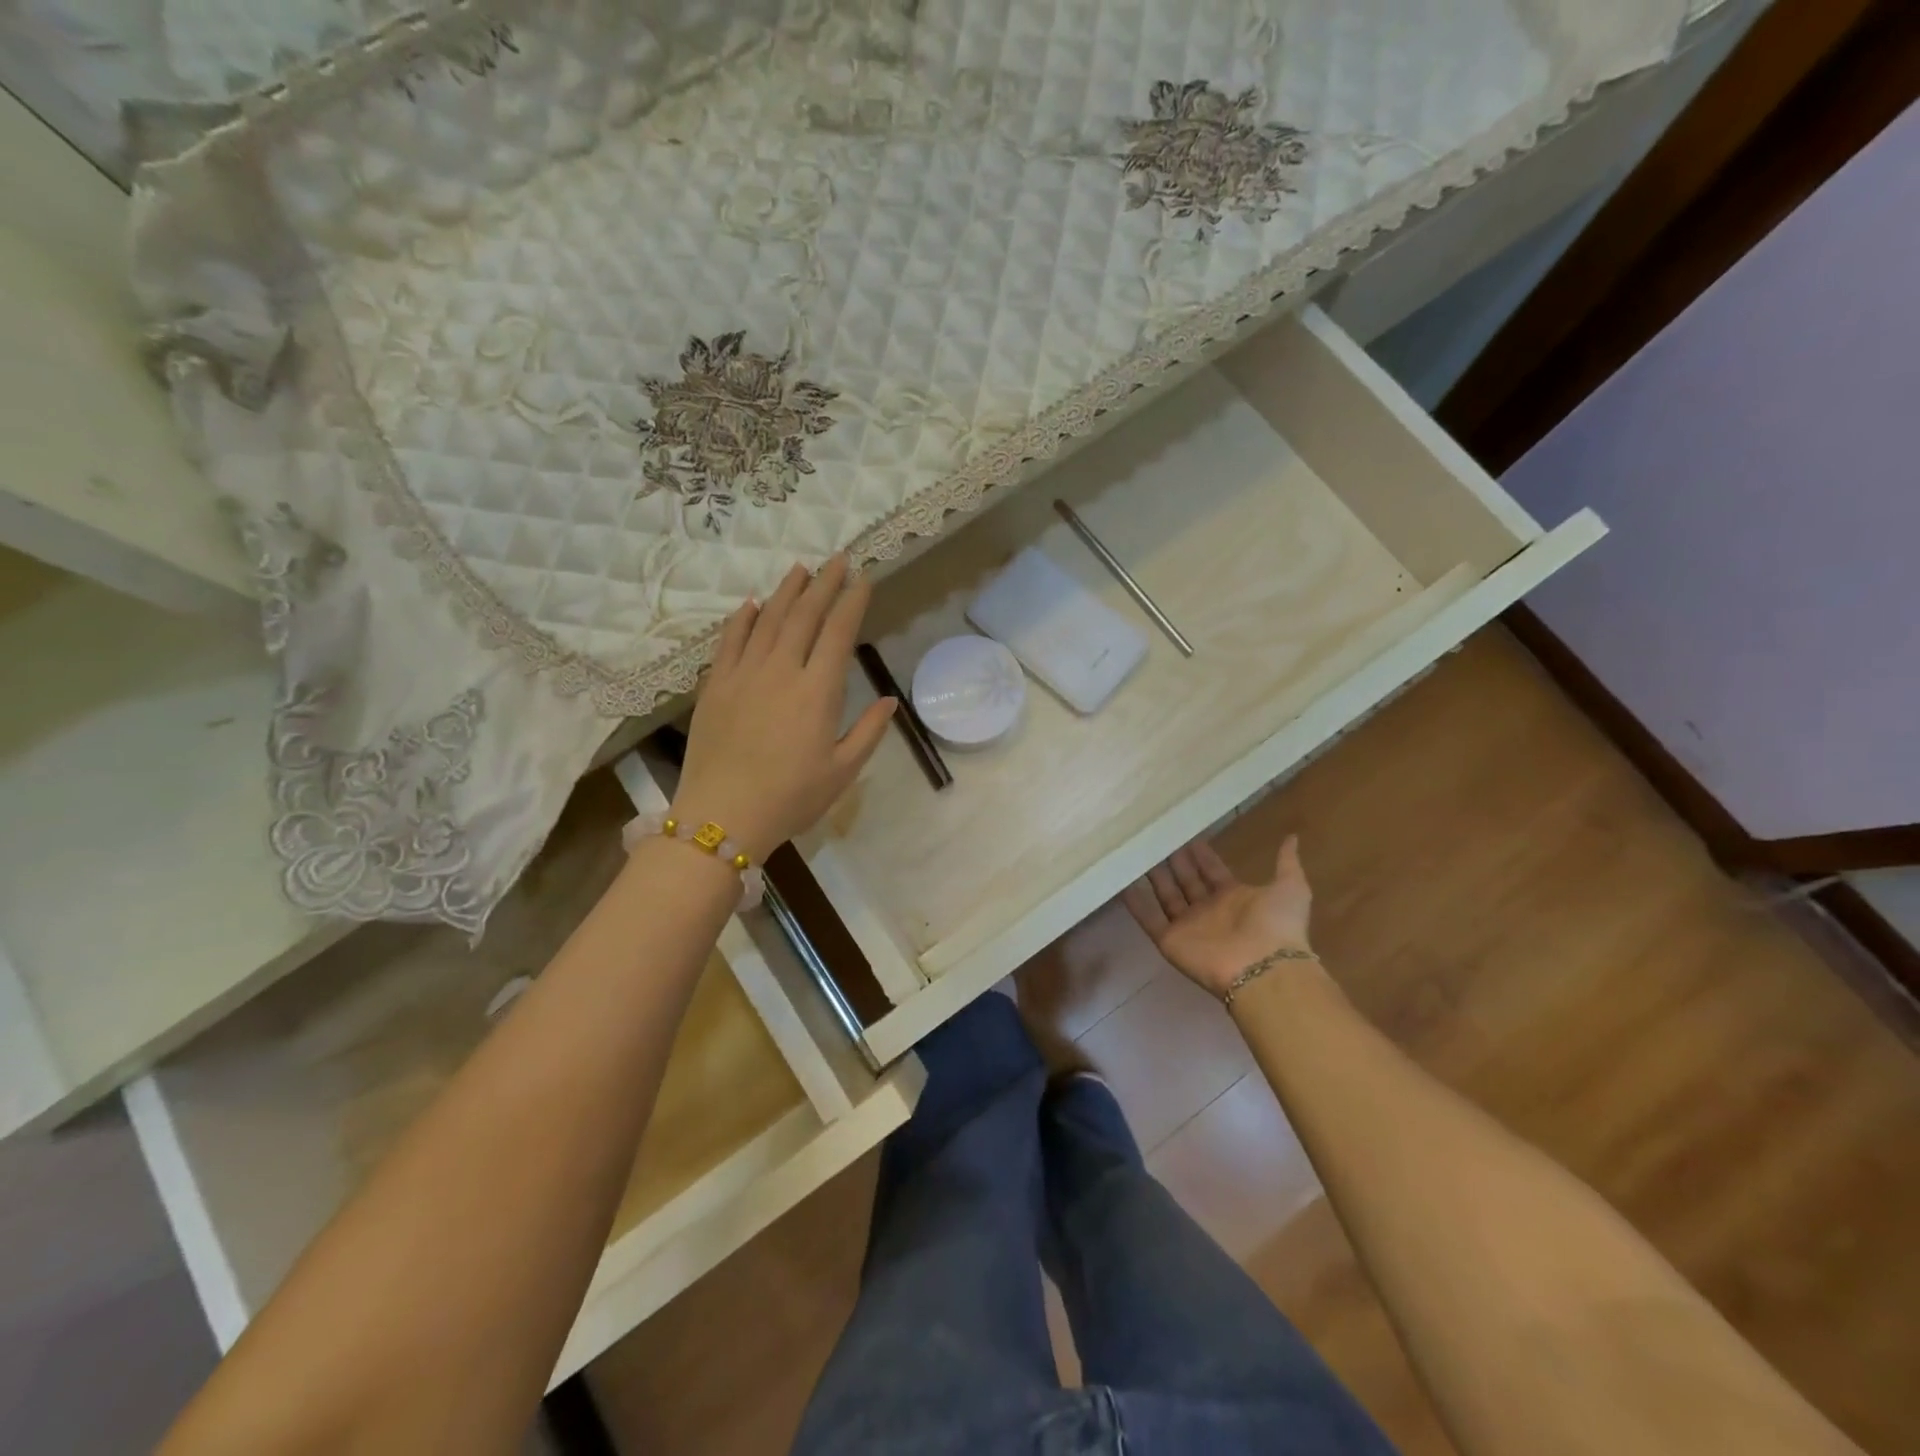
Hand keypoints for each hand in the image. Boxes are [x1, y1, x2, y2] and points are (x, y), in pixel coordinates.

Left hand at [673, 555, 895, 859]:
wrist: (723, 815)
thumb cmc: (791, 798)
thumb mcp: (842, 772)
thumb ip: (869, 732)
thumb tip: (890, 700)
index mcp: (817, 691)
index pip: (839, 633)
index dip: (852, 602)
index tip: (863, 578)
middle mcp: (781, 671)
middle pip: (804, 616)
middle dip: (824, 584)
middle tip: (836, 559)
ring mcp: (744, 674)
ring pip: (767, 620)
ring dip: (786, 592)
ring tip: (800, 569)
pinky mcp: (715, 686)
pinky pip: (729, 641)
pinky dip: (742, 619)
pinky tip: (751, 604)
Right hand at [1123, 835, 1316, 998]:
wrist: (1264, 968)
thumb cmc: (1277, 926)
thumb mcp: (1291, 888)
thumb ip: (1286, 863)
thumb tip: (1292, 837)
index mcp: (1234, 898)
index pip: (1212, 871)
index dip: (1201, 855)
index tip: (1186, 835)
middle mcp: (1209, 911)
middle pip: (1186, 881)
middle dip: (1174, 861)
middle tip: (1158, 837)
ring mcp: (1188, 926)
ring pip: (1166, 895)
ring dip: (1153, 876)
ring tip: (1138, 851)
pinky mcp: (1169, 940)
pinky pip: (1148, 918)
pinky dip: (1135, 902)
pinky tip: (1121, 881)